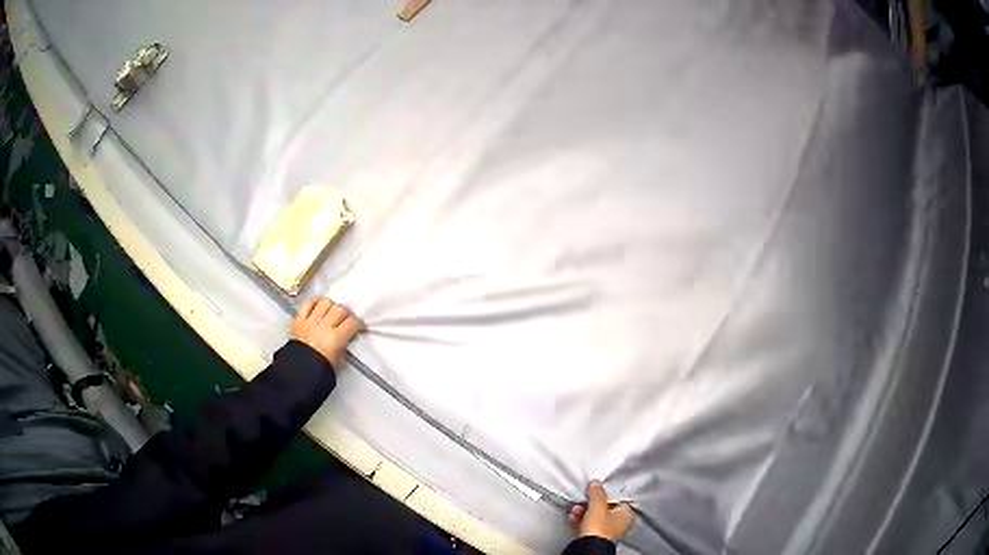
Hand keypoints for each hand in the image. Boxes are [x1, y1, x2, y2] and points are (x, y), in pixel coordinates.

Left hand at [290, 297, 364, 368]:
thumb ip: (344, 345)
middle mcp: (323, 326)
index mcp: (335, 338)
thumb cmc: (322, 369)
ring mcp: (309, 321)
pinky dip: (314, 302)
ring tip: (332, 312)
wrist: (298, 372)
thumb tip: (346, 335)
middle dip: (347, 313)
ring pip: (325, 302)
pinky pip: (307, 303)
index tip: (360, 327)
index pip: (352, 322)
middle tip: (347, 319)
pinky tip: (318, 306)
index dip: (359, 323)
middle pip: (340, 309)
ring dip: (331, 306)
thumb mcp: (340, 360)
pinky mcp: (298, 320)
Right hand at [568, 481, 633, 543]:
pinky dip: (579, 520)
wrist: (588, 547)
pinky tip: (573, 517)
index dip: (606, 493)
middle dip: (591, 503)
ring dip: (583, 511)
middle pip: (604, 508)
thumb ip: (597, 492)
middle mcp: (619, 524)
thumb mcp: (598, 505)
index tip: (597, 489)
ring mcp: (606, 532)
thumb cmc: (599, 530)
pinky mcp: (594, 538)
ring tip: (576, 508)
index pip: (618, 499)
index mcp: (627, 514)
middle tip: (584, 499)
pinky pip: (587, 526)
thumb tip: (596, 484)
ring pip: (594, 517)